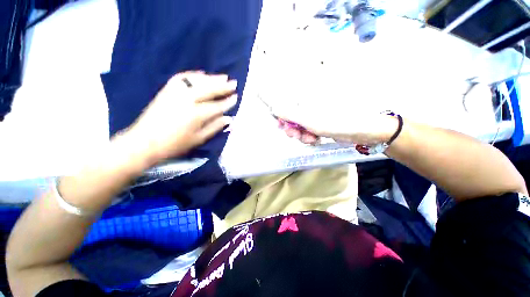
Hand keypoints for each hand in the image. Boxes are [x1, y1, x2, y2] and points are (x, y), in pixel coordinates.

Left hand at [123, 71, 236, 163]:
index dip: (227, 102)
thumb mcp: (198, 139)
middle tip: (234, 83)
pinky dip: (193, 75)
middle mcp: (187, 100)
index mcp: (196, 115)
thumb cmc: (175, 144)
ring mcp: (175, 93)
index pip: (217, 106)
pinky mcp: (166, 91)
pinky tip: (201, 73)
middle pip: (209, 90)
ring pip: (197, 82)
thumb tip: (228, 118)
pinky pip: (182, 78)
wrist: (144, 142)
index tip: (236, 97)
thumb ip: (215, 127)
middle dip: (223, 86)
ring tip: (223, 76)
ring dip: (212, 78)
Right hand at [276, 107, 398, 145]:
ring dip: (301, 135)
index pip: (287, 105)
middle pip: (292, 118)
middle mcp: (310, 104)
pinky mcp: (321, 123)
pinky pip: (308, 130)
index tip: (282, 126)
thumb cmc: (335, 121)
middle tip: (295, 135)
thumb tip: (274, 108)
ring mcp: (316, 114)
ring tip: (310, 138)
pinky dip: (309, 136)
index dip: (282, 117)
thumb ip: (289, 114)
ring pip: (300, 126)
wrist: (363, 130)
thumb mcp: (309, 119)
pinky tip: (315, 139)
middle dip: (292, 129)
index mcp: (307, 98)